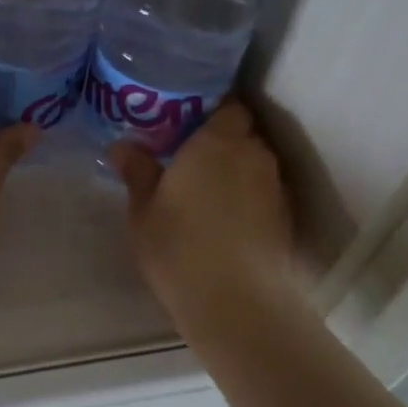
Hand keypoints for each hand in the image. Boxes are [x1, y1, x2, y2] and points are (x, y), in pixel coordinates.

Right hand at [109, 100, 294, 308]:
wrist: (236, 301)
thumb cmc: (179, 246)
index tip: (184, 122)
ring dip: (233, 170)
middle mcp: (252, 154)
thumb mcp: (143, 209)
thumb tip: (123, 146)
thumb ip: (137, 171)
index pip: (228, 105)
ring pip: (253, 164)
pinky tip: (223, 218)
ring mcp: (273, 187)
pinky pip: (262, 192)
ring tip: (204, 190)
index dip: (209, 109)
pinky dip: (245, 197)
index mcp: (217, 141)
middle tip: (187, 156)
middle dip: (220, 140)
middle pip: (242, 134)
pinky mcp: (284, 217)